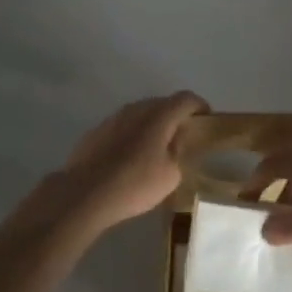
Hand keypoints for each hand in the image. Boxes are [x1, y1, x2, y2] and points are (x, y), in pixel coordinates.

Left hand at [48, 92, 208, 232]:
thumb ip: (178, 152)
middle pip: (162, 103)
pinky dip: (132, 134)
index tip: (207, 120)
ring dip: (152, 125)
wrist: (85, 193)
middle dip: (176, 116)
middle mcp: (136, 108)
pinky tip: (130, 157)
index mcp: (159, 115)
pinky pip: (122, 126)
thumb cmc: (135, 183)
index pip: (186, 99)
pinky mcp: (96, 131)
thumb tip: (175, 142)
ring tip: (156, 148)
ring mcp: (113, 118)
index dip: (200, 106)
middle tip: (183, 136)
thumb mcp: (171, 174)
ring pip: (140, 114)